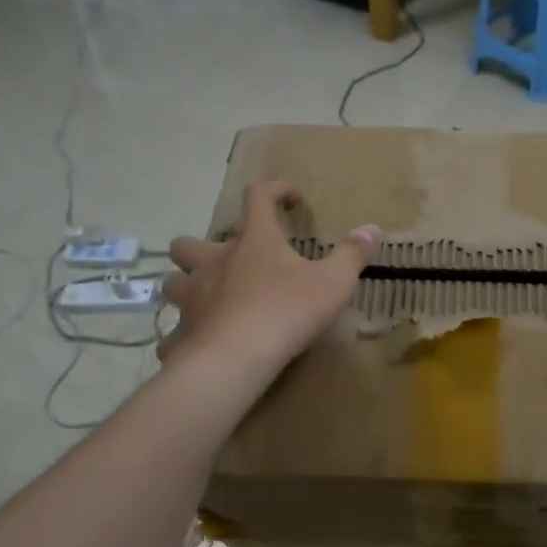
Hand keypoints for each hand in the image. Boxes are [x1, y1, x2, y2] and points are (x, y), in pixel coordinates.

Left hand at [159, 181, 378, 377]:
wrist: (237, 356)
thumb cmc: (287, 311)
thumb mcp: (333, 282)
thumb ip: (353, 255)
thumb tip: (372, 229)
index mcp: (254, 241)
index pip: (258, 198)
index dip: (274, 190)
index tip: (291, 198)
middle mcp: (215, 261)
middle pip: (189, 242)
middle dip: (202, 247)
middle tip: (225, 262)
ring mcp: (193, 296)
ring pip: (174, 282)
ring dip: (186, 285)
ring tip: (206, 299)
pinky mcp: (183, 331)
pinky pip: (176, 330)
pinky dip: (186, 333)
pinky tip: (200, 344)